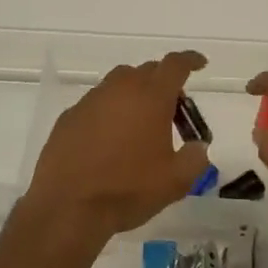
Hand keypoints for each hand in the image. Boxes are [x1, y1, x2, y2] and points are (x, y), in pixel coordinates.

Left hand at [22, 51, 210, 249]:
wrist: (67, 207)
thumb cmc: (127, 189)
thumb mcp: (175, 181)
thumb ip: (195, 158)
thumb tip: (197, 146)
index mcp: (151, 96)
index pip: (176, 64)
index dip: (191, 60)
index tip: (200, 64)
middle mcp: (121, 88)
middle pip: (147, 71)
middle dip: (164, 84)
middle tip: (173, 111)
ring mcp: (91, 100)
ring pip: (120, 84)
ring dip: (135, 96)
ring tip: (141, 126)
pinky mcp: (69, 116)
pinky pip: (97, 104)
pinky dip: (110, 113)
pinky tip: (109, 140)